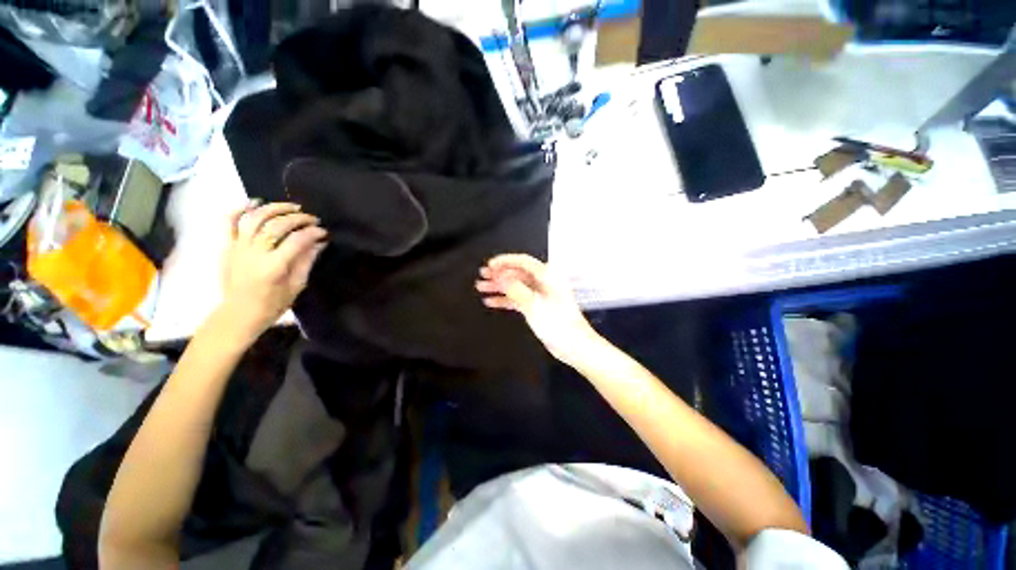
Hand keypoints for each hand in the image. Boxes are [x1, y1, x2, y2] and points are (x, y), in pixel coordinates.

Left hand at [218, 201, 326, 345]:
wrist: (239, 313)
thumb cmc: (273, 303)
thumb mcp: (297, 285)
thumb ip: (306, 261)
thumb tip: (319, 242)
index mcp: (274, 266)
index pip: (297, 240)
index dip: (312, 232)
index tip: (323, 231)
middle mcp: (254, 252)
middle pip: (276, 225)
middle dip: (298, 218)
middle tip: (312, 218)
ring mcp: (238, 247)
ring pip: (254, 218)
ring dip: (274, 208)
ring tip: (290, 206)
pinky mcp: (227, 246)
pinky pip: (229, 222)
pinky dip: (240, 209)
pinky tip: (254, 201)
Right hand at [476, 254, 597, 364]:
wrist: (574, 345)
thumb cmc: (557, 323)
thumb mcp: (533, 304)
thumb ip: (515, 289)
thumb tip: (499, 276)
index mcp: (547, 276)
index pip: (523, 261)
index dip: (505, 261)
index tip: (489, 265)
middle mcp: (544, 282)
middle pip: (518, 273)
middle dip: (499, 274)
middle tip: (482, 275)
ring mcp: (540, 294)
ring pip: (516, 286)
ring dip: (499, 287)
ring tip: (481, 287)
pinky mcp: (538, 306)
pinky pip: (518, 299)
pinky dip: (505, 300)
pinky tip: (491, 302)